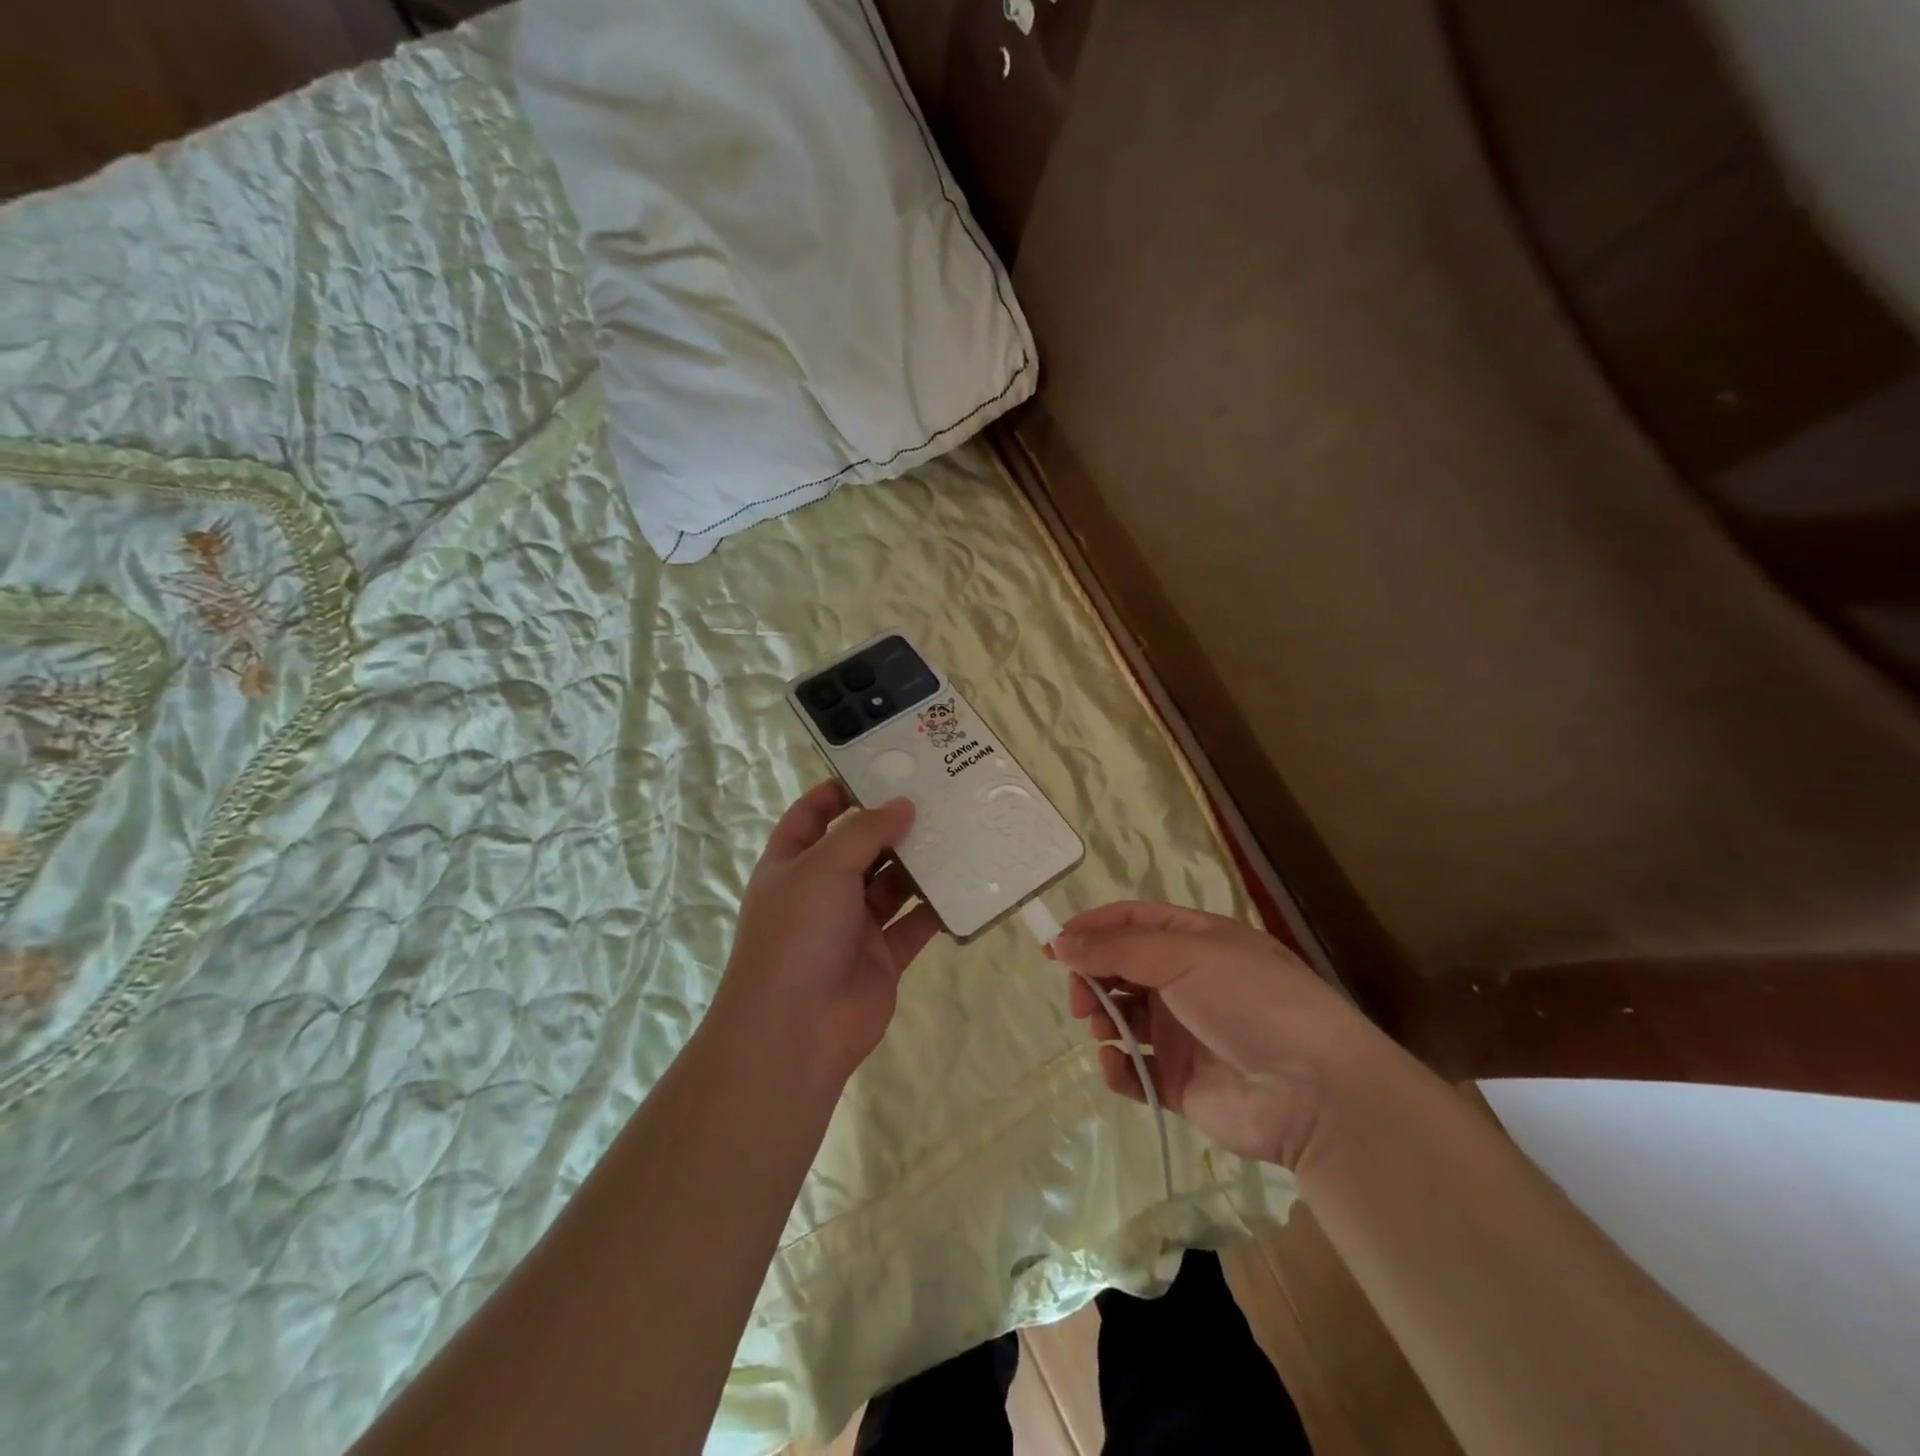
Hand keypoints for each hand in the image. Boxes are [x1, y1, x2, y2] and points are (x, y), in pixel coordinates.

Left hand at [715, 781, 940, 1091]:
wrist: (796, 1030)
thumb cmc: (797, 933)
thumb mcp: (824, 867)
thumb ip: (866, 832)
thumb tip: (903, 804)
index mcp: (792, 864)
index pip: (811, 816)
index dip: (838, 792)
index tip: (879, 770)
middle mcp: (821, 891)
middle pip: (859, 848)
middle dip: (892, 824)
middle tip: (936, 796)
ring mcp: (852, 926)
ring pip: (892, 885)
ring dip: (919, 863)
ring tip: (958, 830)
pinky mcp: (883, 957)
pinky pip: (914, 924)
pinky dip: (937, 907)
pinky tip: (966, 883)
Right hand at [1054, 902, 1386, 1169]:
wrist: (1315, 1092)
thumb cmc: (1251, 1001)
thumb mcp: (1185, 956)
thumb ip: (1118, 949)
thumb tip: (1061, 942)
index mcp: (1196, 941)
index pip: (1132, 922)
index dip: (1091, 929)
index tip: (1054, 946)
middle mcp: (1187, 982)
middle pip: (1121, 969)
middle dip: (1092, 978)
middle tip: (1078, 998)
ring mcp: (1184, 1033)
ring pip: (1123, 1018)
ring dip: (1102, 1019)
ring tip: (1102, 1030)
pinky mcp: (1181, 1083)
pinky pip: (1135, 1071)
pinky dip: (1117, 1067)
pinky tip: (1115, 1065)